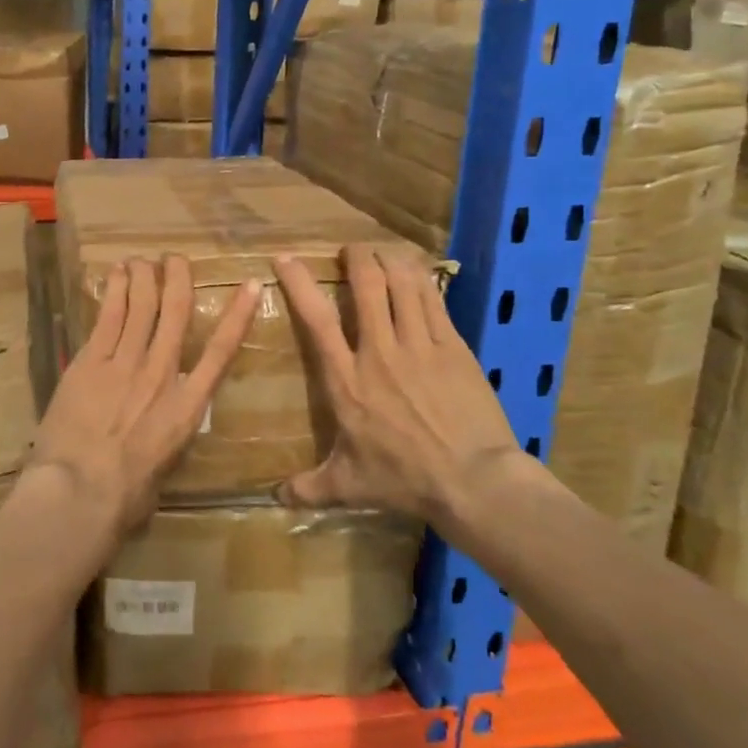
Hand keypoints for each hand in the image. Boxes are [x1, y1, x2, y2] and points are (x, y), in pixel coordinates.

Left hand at [28, 256, 261, 536]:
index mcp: (187, 406)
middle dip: (178, 280)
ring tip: (144, 260)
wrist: (81, 491)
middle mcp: (161, 374)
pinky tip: (116, 273)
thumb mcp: (163, 470)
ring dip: (144, 277)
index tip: (248, 285)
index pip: (221, 351)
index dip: (237, 315)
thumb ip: (166, 441)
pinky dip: (114, 290)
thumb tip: (160, 438)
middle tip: (176, 259)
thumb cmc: (126, 496)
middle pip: (175, 313)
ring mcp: (125, 363)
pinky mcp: (91, 362)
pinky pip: (108, 316)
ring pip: (141, 306)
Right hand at [273, 244, 525, 529]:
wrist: (473, 481)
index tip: (286, 258)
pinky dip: (423, 279)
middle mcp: (379, 352)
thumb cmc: (403, 480)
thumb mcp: (348, 485)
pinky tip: (417, 271)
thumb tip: (274, 498)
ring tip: (384, 252)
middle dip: (357, 258)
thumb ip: (309, 487)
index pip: (316, 320)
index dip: (299, 284)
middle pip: (366, 287)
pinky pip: (435, 301)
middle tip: (353, 249)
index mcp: (347, 380)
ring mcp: (420, 346)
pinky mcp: (454, 347)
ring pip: (402, 285)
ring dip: (390, 261)